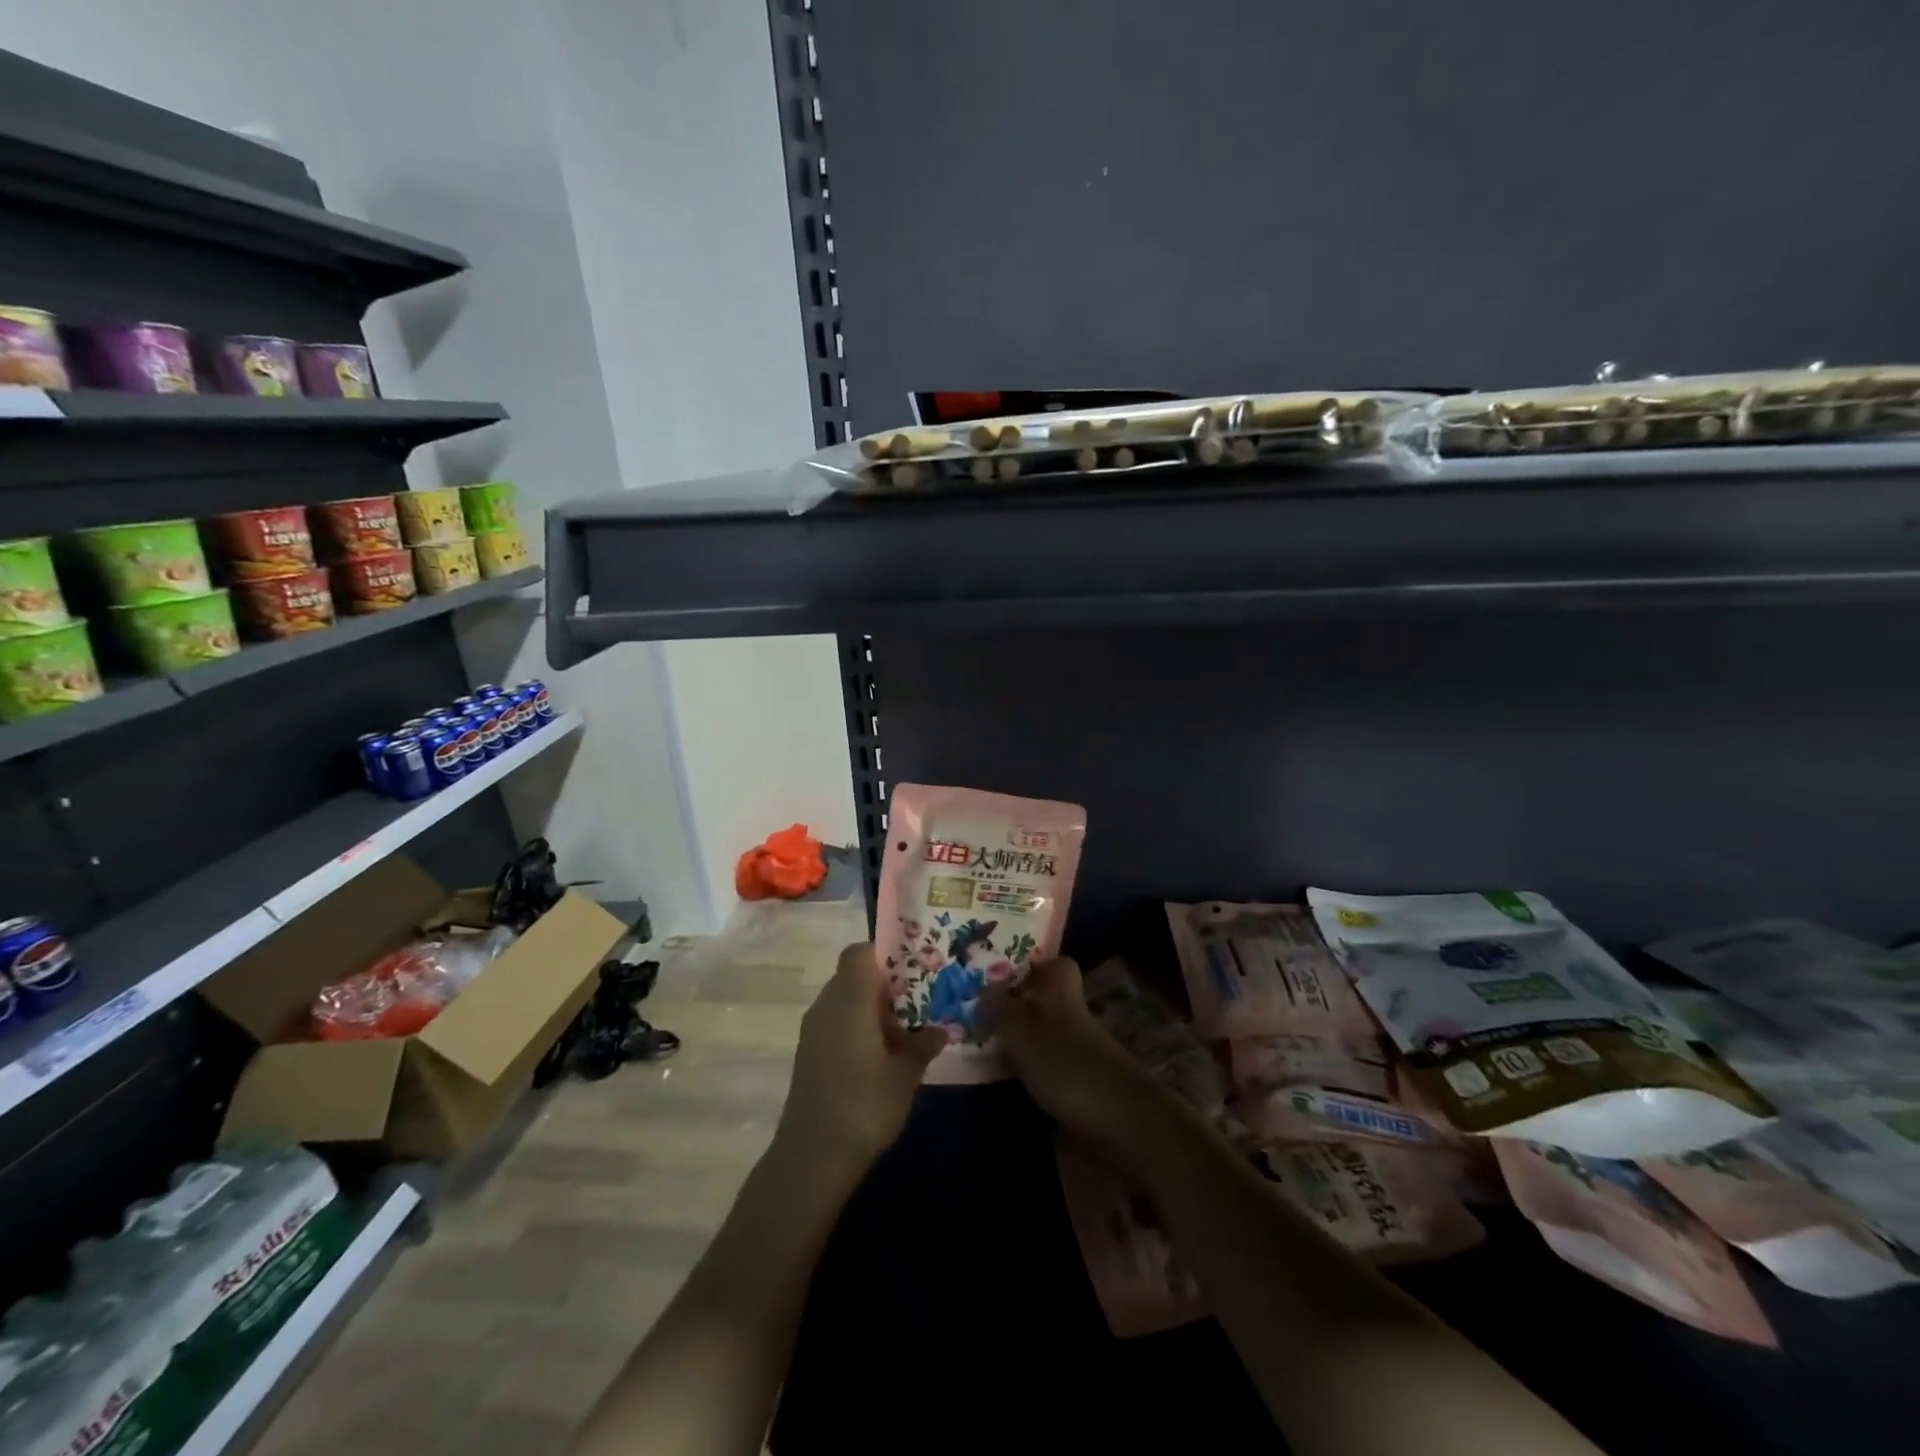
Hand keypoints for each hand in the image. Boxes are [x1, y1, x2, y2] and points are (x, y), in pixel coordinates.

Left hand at [777, 942, 945, 1173]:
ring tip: (903, 1034)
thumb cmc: (864, 1105)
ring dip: (870, 1009)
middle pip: (853, 975)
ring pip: (844, 1000)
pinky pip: (835, 1023)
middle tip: (917, 1003)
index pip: (860, 952)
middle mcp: (826, 1005)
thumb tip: (940, 1030)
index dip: (885, 954)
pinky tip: (879, 1058)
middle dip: (885, 985)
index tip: (913, 971)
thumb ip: (923, 1046)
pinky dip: (856, 1028)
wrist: (812, 1157)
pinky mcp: (807, 1053)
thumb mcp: (905, 1075)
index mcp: (850, 998)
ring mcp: (813, 1030)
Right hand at [980, 957, 1164, 1149]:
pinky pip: (1051, 1070)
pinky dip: (1031, 1074)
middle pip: (1048, 1004)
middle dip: (1019, 1008)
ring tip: (985, 1052)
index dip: (1035, 966)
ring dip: (1022, 1044)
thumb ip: (1002, 1009)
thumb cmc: (1067, 1067)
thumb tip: (985, 985)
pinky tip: (1009, 1086)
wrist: (1123, 1124)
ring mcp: (1083, 1055)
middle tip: (981, 1016)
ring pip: (1048, 1037)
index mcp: (1063, 997)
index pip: (1058, 966)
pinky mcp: (1085, 1089)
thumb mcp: (1024, 1033)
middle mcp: (1075, 1020)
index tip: (1005, 974)